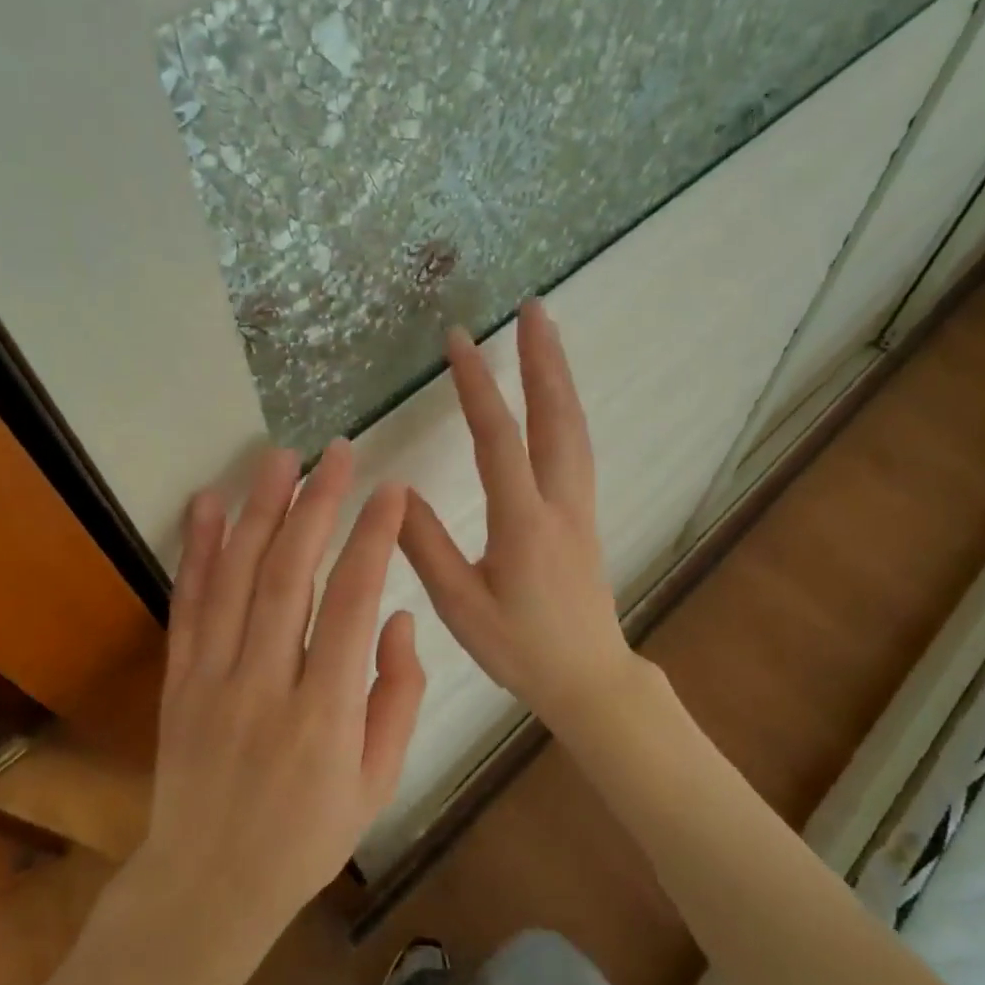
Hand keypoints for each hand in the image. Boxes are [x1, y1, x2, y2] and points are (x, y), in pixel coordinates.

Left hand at [139, 441, 426, 936]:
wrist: (207, 888)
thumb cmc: (307, 837)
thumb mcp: (377, 782)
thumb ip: (398, 696)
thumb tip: (397, 618)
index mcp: (325, 714)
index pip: (353, 604)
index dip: (373, 539)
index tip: (391, 491)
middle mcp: (265, 685)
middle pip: (289, 575)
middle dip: (317, 505)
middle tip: (336, 452)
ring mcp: (212, 679)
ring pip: (235, 578)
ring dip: (258, 511)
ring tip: (279, 458)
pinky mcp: (177, 680)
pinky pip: (188, 605)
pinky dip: (197, 550)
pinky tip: (207, 504)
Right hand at [401, 300, 649, 734]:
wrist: (589, 677)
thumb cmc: (521, 649)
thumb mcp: (461, 606)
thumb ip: (426, 547)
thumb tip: (394, 492)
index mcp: (524, 523)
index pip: (499, 439)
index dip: (478, 386)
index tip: (458, 340)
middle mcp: (559, 502)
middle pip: (556, 416)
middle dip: (543, 358)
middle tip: (533, 307)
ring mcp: (579, 505)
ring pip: (574, 427)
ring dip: (559, 376)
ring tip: (546, 334)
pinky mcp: (584, 514)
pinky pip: (577, 446)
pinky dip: (565, 407)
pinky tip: (555, 397)